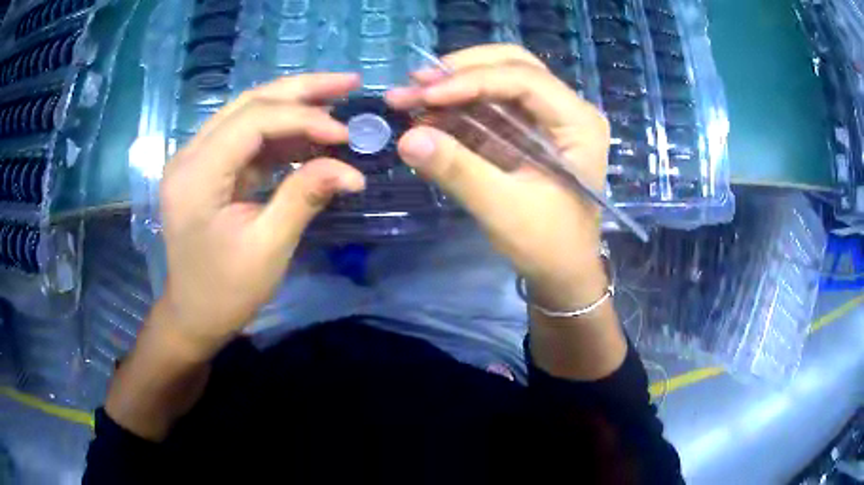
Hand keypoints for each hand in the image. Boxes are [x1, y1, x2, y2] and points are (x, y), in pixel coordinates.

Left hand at [158, 73, 364, 360]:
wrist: (193, 316)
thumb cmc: (225, 292)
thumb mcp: (268, 249)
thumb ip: (304, 198)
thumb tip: (351, 170)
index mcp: (196, 175)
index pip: (253, 121)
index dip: (303, 119)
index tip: (344, 136)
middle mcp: (191, 155)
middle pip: (249, 102)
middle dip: (301, 90)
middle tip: (348, 82)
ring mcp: (197, 159)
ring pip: (248, 113)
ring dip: (293, 105)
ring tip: (336, 100)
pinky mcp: (208, 169)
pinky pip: (247, 138)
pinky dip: (282, 133)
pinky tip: (311, 134)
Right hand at [386, 45, 611, 310]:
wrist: (562, 272)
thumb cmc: (548, 245)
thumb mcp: (503, 209)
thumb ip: (458, 170)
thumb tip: (407, 138)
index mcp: (578, 123)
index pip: (525, 79)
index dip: (471, 80)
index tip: (424, 95)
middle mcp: (567, 110)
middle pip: (512, 66)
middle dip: (460, 72)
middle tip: (414, 84)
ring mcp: (548, 118)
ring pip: (498, 81)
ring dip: (453, 87)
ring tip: (409, 99)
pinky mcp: (528, 132)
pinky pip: (491, 107)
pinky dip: (458, 109)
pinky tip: (427, 116)